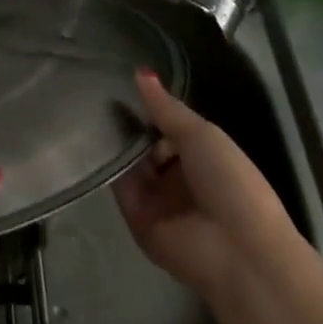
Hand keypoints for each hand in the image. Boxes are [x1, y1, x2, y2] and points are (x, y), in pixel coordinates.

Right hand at [112, 68, 296, 302]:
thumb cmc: (230, 183)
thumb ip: (166, 107)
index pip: (166, 128)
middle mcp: (177, 177)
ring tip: (84, 107)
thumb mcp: (201, 134)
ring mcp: (157, 199)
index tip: (118, 82)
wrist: (238, 252)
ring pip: (129, 163)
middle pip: (145, 146)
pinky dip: (108, 166)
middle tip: (94, 92)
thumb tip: (140, 71)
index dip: (148, 109)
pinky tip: (90, 138)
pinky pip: (118, 187)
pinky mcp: (137, 219)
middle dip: (127, 125)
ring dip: (114, 142)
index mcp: (201, 157)